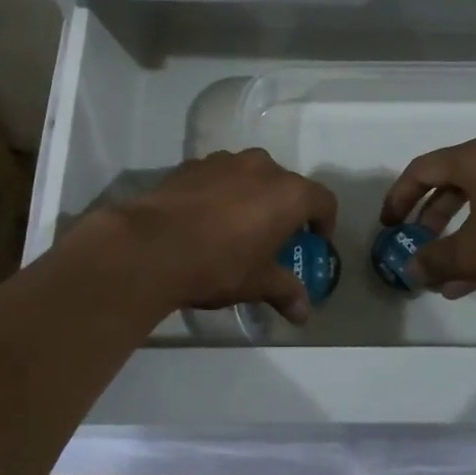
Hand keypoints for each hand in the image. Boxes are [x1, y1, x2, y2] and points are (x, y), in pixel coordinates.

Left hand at [106, 149, 338, 323]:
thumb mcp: (257, 283)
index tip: (313, 243)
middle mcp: (261, 167)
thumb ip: (285, 291)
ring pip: (249, 176)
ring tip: (235, 227)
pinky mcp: (191, 164)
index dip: (324, 223)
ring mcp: (224, 160)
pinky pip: (217, 177)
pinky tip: (202, 220)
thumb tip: (303, 314)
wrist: (152, 246)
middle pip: (285, 185)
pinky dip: (218, 193)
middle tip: (272, 238)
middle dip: (284, 209)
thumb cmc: (219, 264)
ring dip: (250, 196)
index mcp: (288, 193)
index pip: (324, 201)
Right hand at [380, 138, 475, 301]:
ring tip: (441, 270)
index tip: (388, 224)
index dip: (399, 197)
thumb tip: (409, 269)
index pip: (423, 170)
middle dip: (428, 218)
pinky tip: (473, 278)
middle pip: (449, 184)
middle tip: (413, 243)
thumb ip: (435, 259)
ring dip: (455, 234)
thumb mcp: (473, 254)